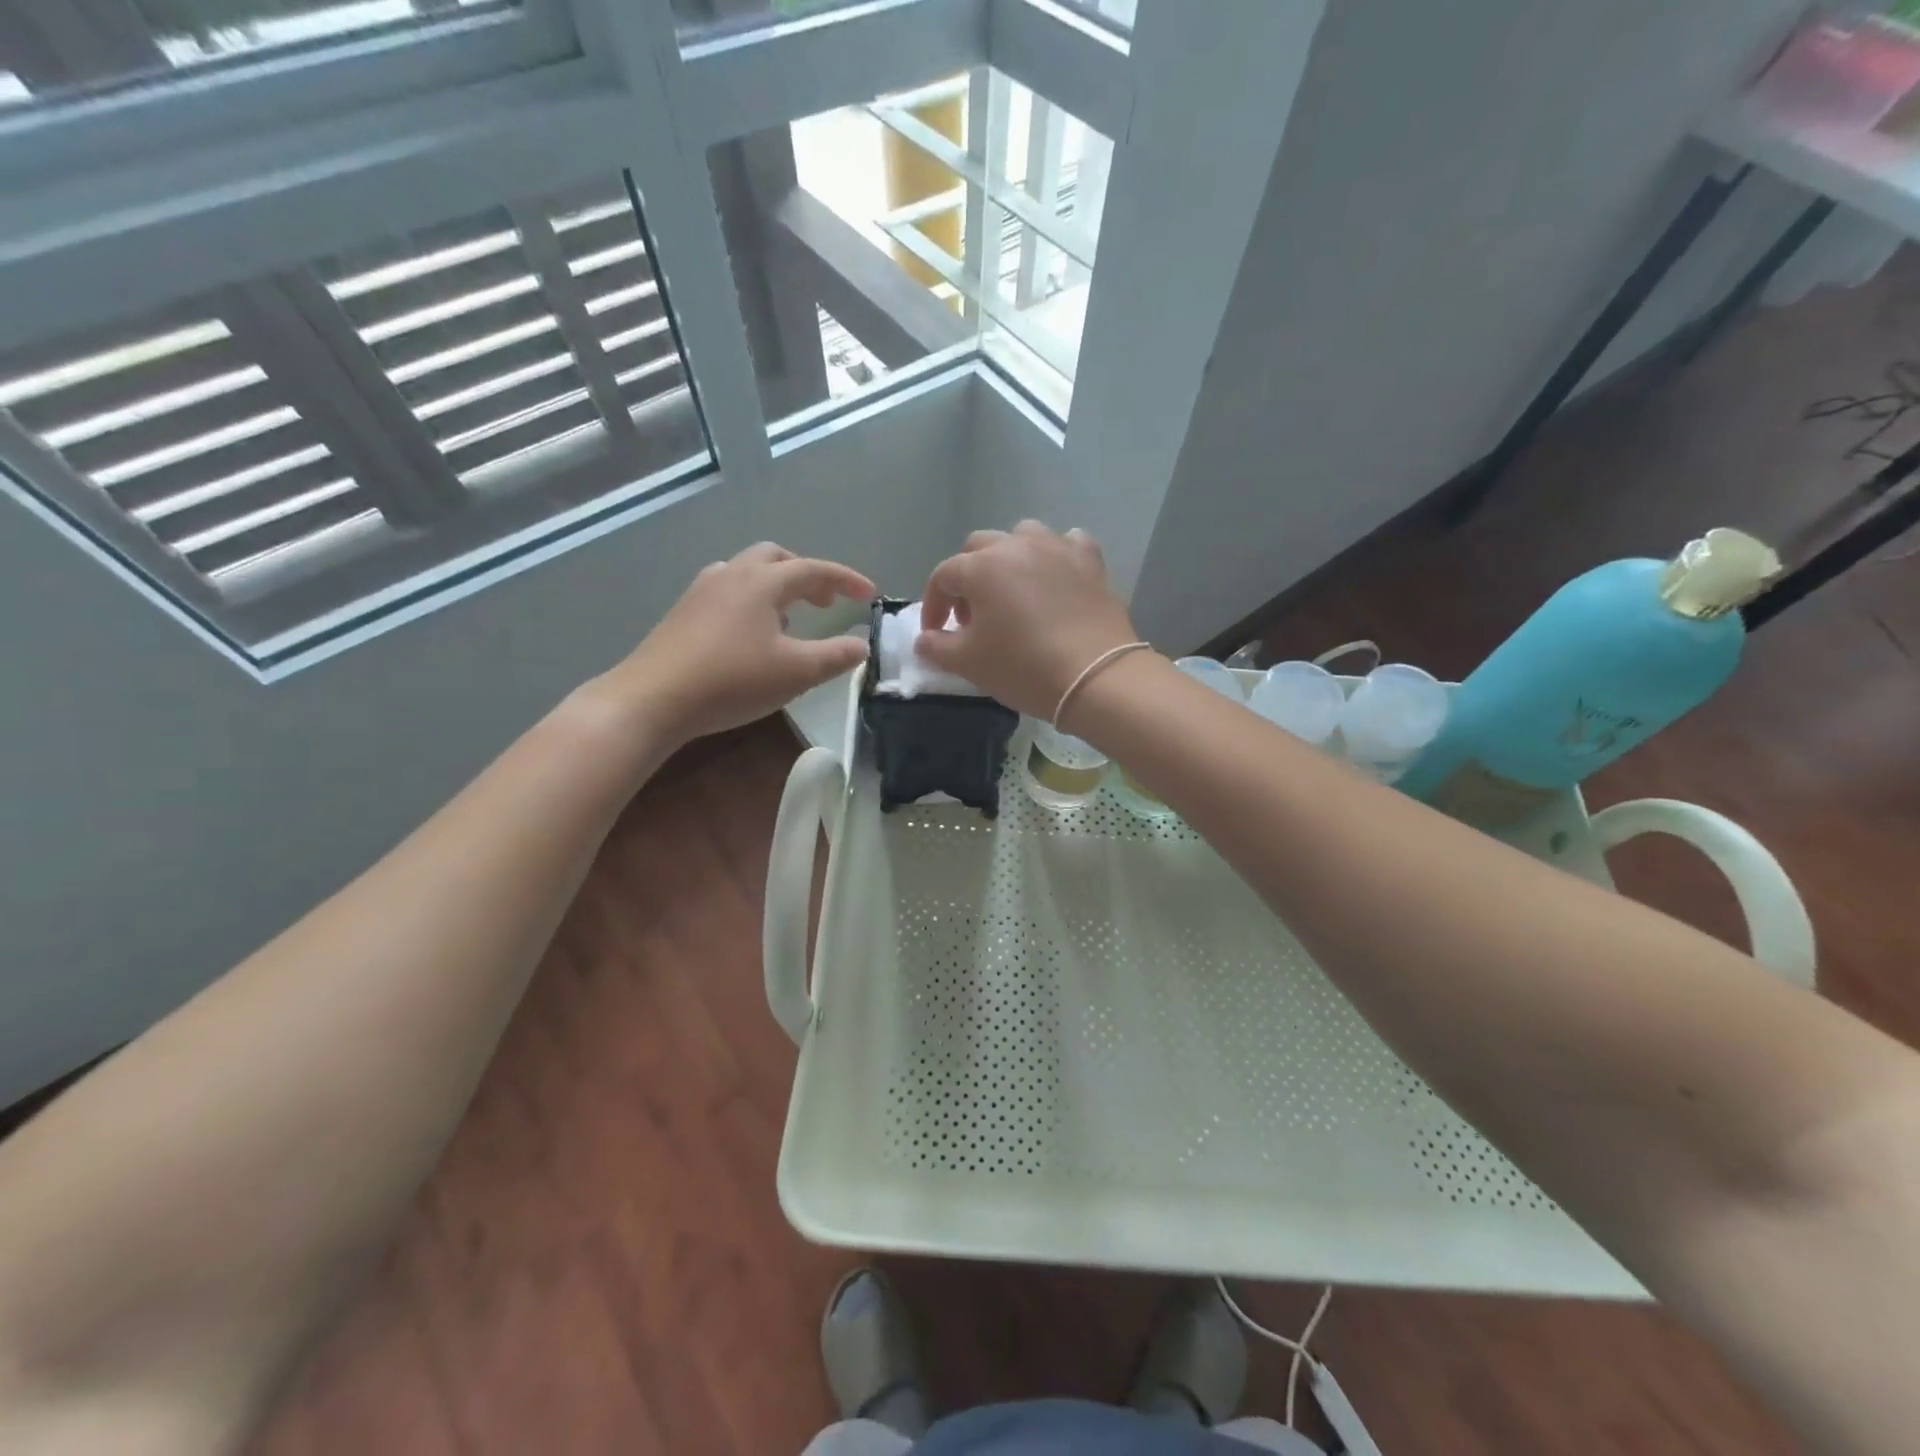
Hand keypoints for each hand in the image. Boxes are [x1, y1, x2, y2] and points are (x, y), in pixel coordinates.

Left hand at [599, 542, 873, 743]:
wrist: (654, 698)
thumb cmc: (732, 681)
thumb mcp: (796, 673)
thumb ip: (835, 656)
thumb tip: (861, 645)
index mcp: (764, 582)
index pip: (814, 569)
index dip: (846, 579)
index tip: (870, 594)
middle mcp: (733, 574)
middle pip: (777, 558)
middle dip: (807, 575)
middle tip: (826, 602)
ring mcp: (703, 590)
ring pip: (748, 571)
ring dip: (777, 585)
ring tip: (790, 618)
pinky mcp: (684, 612)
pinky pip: (728, 590)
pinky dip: (751, 599)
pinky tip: (751, 633)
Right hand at [917, 522, 1140, 721]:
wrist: (1095, 677)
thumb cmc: (1023, 668)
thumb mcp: (969, 664)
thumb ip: (938, 647)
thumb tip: (926, 638)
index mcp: (981, 567)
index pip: (943, 576)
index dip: (934, 605)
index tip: (937, 633)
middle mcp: (1016, 546)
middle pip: (980, 548)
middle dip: (968, 577)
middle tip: (973, 615)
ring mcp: (1057, 548)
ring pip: (1023, 536)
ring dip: (1009, 559)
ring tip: (1012, 593)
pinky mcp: (1090, 562)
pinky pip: (1067, 544)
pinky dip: (1055, 556)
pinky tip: (1056, 577)